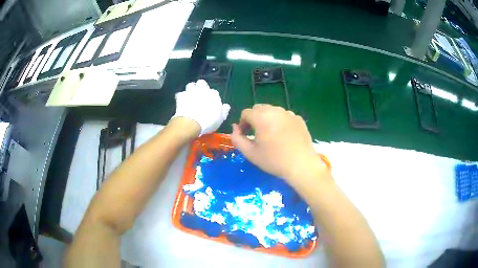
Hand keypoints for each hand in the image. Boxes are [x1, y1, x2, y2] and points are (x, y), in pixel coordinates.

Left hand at [172, 80, 229, 135]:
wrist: (191, 122)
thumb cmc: (209, 121)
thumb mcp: (221, 119)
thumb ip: (224, 111)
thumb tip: (226, 106)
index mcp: (214, 94)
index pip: (214, 92)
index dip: (212, 97)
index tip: (211, 103)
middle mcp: (202, 90)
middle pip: (201, 83)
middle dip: (201, 87)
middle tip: (200, 94)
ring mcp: (191, 92)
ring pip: (190, 85)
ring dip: (190, 89)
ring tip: (190, 95)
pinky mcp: (181, 96)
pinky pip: (180, 94)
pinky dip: (181, 97)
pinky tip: (181, 101)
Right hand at [231, 104, 328, 186]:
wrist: (301, 165)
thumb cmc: (274, 160)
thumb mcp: (250, 153)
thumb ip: (237, 138)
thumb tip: (235, 127)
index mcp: (261, 117)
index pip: (246, 113)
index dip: (242, 123)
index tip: (245, 135)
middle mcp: (275, 110)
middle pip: (259, 108)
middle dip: (254, 118)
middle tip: (256, 134)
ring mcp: (289, 113)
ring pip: (272, 111)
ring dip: (267, 119)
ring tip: (270, 134)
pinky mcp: (298, 119)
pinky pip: (284, 116)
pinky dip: (280, 121)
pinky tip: (284, 135)